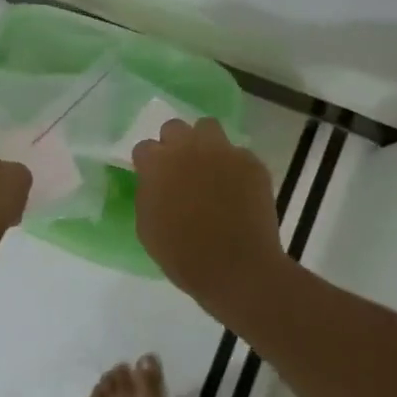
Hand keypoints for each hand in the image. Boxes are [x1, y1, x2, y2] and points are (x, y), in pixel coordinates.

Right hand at [132, 118, 286, 312]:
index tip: (154, 180)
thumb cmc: (184, 255)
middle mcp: (189, 148)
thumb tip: (155, 183)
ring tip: (209, 169)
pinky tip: (237, 190)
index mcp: (158, 164)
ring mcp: (223, 152)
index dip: (148, 164)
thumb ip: (148, 195)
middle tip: (180, 170)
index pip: (144, 148)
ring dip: (204, 144)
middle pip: (175, 128)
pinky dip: (234, 167)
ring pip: (209, 128)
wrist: (237, 268)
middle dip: (174, 145)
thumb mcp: (148, 228)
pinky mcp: (251, 162)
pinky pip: (238, 153)